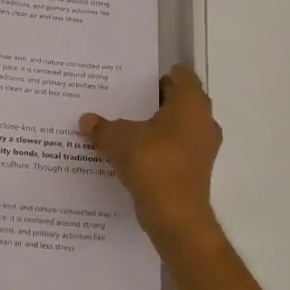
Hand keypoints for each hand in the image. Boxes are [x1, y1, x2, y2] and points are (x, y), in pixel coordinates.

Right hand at [80, 64, 222, 246]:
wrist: (175, 215)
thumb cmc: (152, 163)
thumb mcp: (118, 140)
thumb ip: (102, 127)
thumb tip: (86, 120)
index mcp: (191, 104)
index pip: (182, 76)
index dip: (161, 74)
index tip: (139, 79)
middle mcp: (204, 121)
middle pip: (181, 102)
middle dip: (157, 101)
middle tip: (128, 101)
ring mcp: (204, 148)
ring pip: (180, 128)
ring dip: (159, 127)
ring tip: (129, 128)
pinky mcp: (197, 171)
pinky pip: (178, 150)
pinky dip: (161, 149)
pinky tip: (137, 155)